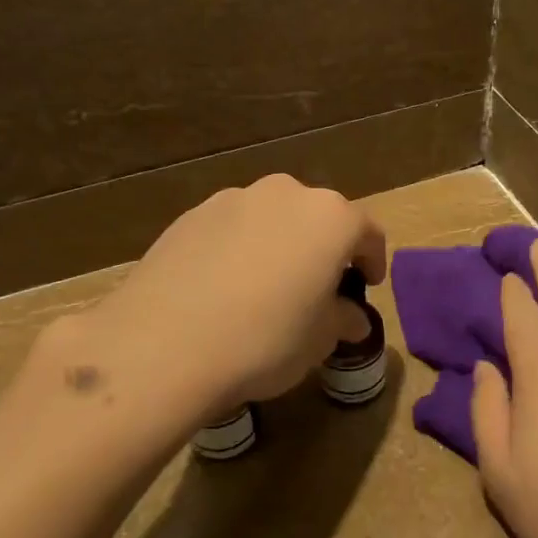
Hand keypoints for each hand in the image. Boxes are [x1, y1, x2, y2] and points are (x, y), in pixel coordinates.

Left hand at [90, 174, 385, 418]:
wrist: (165, 344)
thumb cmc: (265, 339)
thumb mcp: (320, 340)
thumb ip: (342, 319)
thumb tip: (350, 317)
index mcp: (330, 217)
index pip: (367, 232)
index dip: (372, 261)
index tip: (366, 286)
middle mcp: (285, 194)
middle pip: (317, 217)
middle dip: (323, 248)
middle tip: (317, 287)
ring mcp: (233, 199)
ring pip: (272, 219)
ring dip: (279, 244)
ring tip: (266, 287)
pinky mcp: (191, 215)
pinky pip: (232, 228)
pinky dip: (239, 248)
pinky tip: (224, 287)